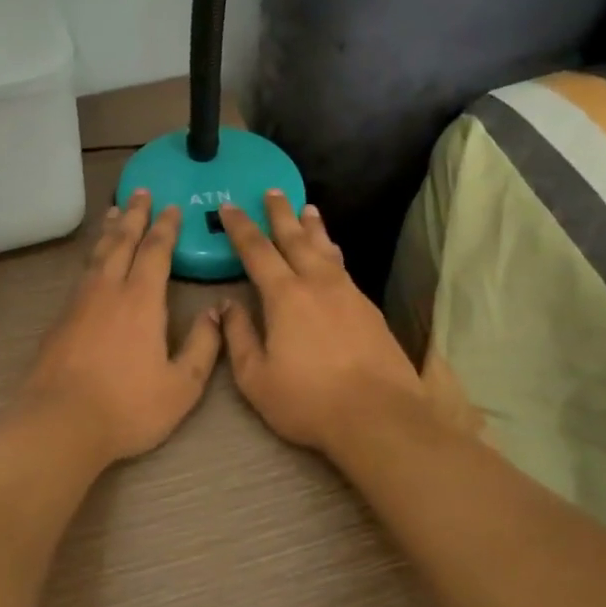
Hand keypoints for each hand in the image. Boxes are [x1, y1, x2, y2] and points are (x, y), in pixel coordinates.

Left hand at [13, 189, 222, 466]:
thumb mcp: (181, 386)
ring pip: (97, 254)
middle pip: (121, 241)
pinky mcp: (60, 319)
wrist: (60, 424)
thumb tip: (216, 312)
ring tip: (114, 212)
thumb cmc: (127, 407)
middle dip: (134, 214)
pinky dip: (93, 256)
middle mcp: (108, 290)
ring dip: (109, 230)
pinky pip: (82, 273)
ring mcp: (79, 303)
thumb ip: (203, 346)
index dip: (165, 227)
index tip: (172, 207)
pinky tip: (94, 262)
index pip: (155, 251)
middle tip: (139, 191)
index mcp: (141, 300)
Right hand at [218, 192, 427, 455]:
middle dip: (280, 213)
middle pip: (295, 238)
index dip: (241, 227)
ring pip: (325, 249)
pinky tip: (332, 256)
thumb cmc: (308, 400)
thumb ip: (239, 337)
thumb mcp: (256, 377)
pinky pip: (343, 267)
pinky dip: (332, 252)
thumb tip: (226, 306)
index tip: (229, 206)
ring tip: (308, 209)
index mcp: (284, 296)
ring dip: (313, 227)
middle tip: (273, 191)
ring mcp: (348, 293)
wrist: (379, 415)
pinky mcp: (369, 308)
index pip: (257, 251)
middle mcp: (317, 283)